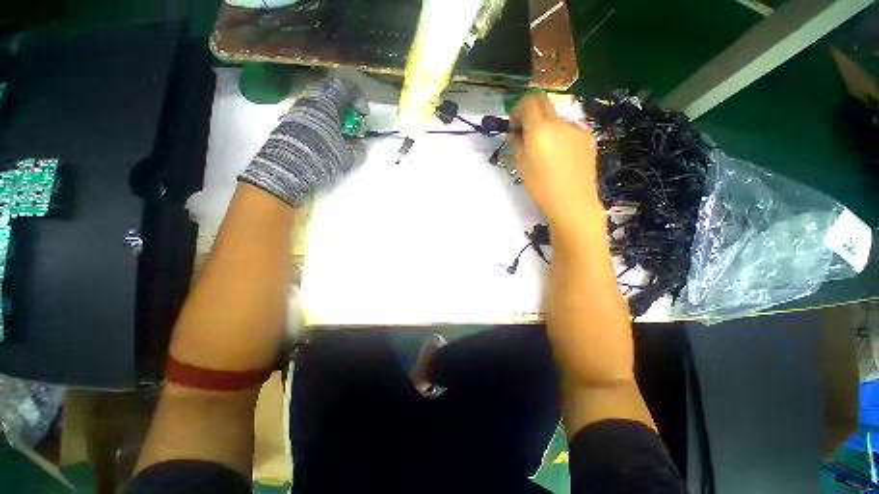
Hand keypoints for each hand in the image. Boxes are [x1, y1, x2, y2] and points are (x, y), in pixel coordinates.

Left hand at [239, 77, 368, 205]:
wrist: (286, 169)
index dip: (359, 99)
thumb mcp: (347, 155)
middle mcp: (310, 100)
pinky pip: (310, 110)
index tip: (364, 114)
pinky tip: (326, 133)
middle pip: (330, 90)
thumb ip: (358, 146)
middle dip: (345, 101)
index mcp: (326, 103)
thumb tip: (360, 141)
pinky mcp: (290, 120)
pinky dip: (322, 117)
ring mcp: (298, 109)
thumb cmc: (321, 157)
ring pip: (319, 100)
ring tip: (340, 127)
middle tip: (353, 117)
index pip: (346, 88)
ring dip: (333, 110)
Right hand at [510, 94, 601, 228]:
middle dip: (531, 110)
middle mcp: (560, 122)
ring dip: (546, 124)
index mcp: (540, 130)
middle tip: (525, 129)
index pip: (528, 102)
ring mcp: (577, 128)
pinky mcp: (588, 136)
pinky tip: (560, 154)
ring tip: (544, 148)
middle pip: (544, 100)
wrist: (573, 202)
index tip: (514, 124)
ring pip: (557, 116)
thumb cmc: (542, 188)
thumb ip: (517, 144)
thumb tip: (515, 133)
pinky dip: (560, 133)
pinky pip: (569, 127)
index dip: (517, 109)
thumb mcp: (522, 166)